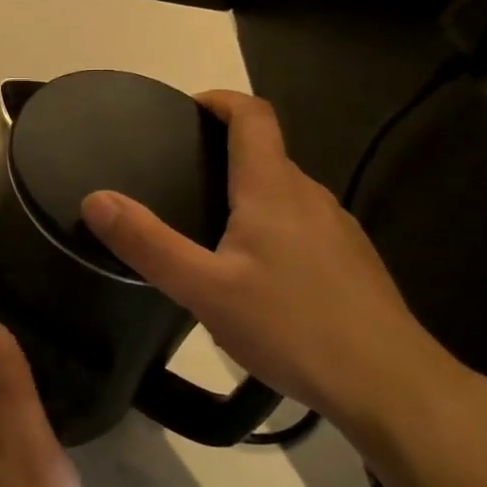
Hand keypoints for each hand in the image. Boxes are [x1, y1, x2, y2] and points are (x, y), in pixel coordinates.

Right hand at [80, 90, 457, 439]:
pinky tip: (255, 274)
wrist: (391, 385)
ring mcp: (338, 229)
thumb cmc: (292, 327)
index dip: (220, 100)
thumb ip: (147, 243)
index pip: (253, 116)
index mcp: (273, 189)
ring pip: (284, 192)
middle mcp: (310, 196)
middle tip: (177, 178)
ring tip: (207, 227)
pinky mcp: (352, 261)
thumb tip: (95, 198)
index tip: (186, 109)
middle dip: (223, 151)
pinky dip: (271, 225)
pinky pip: (302, 224)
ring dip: (247, 192)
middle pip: (266, 153)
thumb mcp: (204, 289)